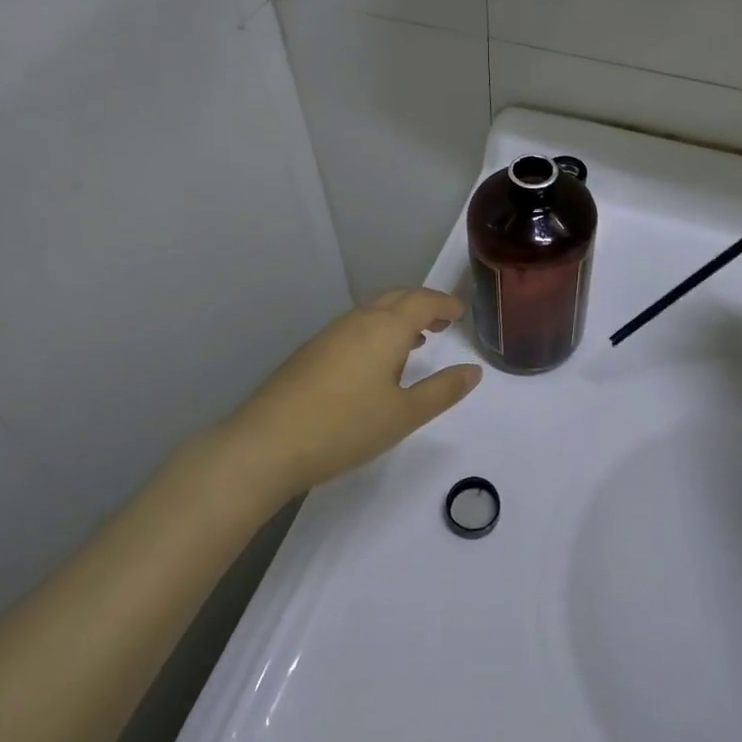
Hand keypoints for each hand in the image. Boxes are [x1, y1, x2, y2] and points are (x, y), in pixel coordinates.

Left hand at [222, 288, 481, 494]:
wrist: (267, 443)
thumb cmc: (345, 427)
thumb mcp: (405, 415)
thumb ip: (442, 390)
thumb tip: (474, 370)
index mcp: (386, 328)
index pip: (423, 301)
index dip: (445, 303)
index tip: (461, 312)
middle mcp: (358, 321)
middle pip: (397, 298)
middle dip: (423, 304)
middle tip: (443, 321)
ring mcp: (330, 334)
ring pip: (372, 311)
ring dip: (398, 317)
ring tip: (416, 340)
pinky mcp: (311, 352)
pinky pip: (354, 327)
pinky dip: (376, 331)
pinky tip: (375, 362)